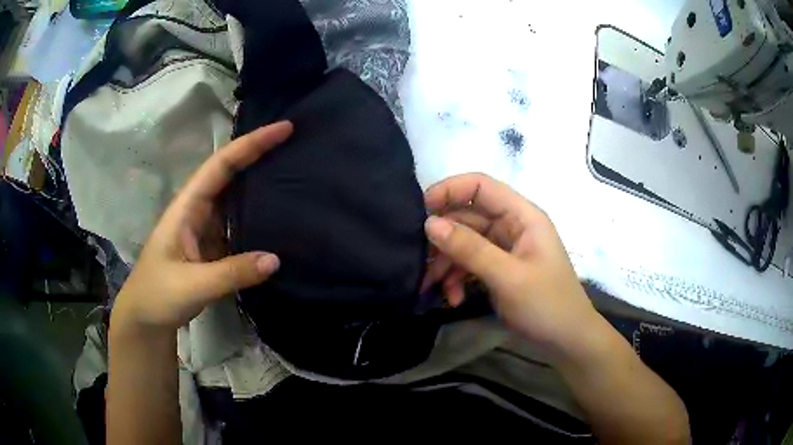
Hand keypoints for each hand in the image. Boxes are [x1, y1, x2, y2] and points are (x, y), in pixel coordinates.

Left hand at [111, 122, 293, 330]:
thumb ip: (232, 273)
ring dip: (261, 183)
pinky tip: (279, 218)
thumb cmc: (157, 295)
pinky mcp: (213, 248)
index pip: (221, 165)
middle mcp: (197, 210)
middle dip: (260, 154)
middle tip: (297, 143)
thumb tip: (276, 259)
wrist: (146, 319)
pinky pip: (239, 225)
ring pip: (236, 198)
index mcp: (187, 206)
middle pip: (231, 173)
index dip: (251, 144)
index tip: (284, 128)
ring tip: (295, 172)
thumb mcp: (191, 285)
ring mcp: (206, 229)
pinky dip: (259, 217)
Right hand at [423, 173, 598, 359]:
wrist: (567, 341)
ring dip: (447, 263)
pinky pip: (471, 264)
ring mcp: (505, 250)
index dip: (449, 190)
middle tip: (420, 261)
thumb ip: (470, 249)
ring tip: (433, 287)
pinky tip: (454, 299)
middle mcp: (512, 226)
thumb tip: (430, 223)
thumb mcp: (507, 277)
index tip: (421, 210)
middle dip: (443, 238)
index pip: (480, 186)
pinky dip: (458, 279)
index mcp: (522, 216)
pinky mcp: (499, 270)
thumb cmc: (546, 305)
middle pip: (468, 217)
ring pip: (465, 243)